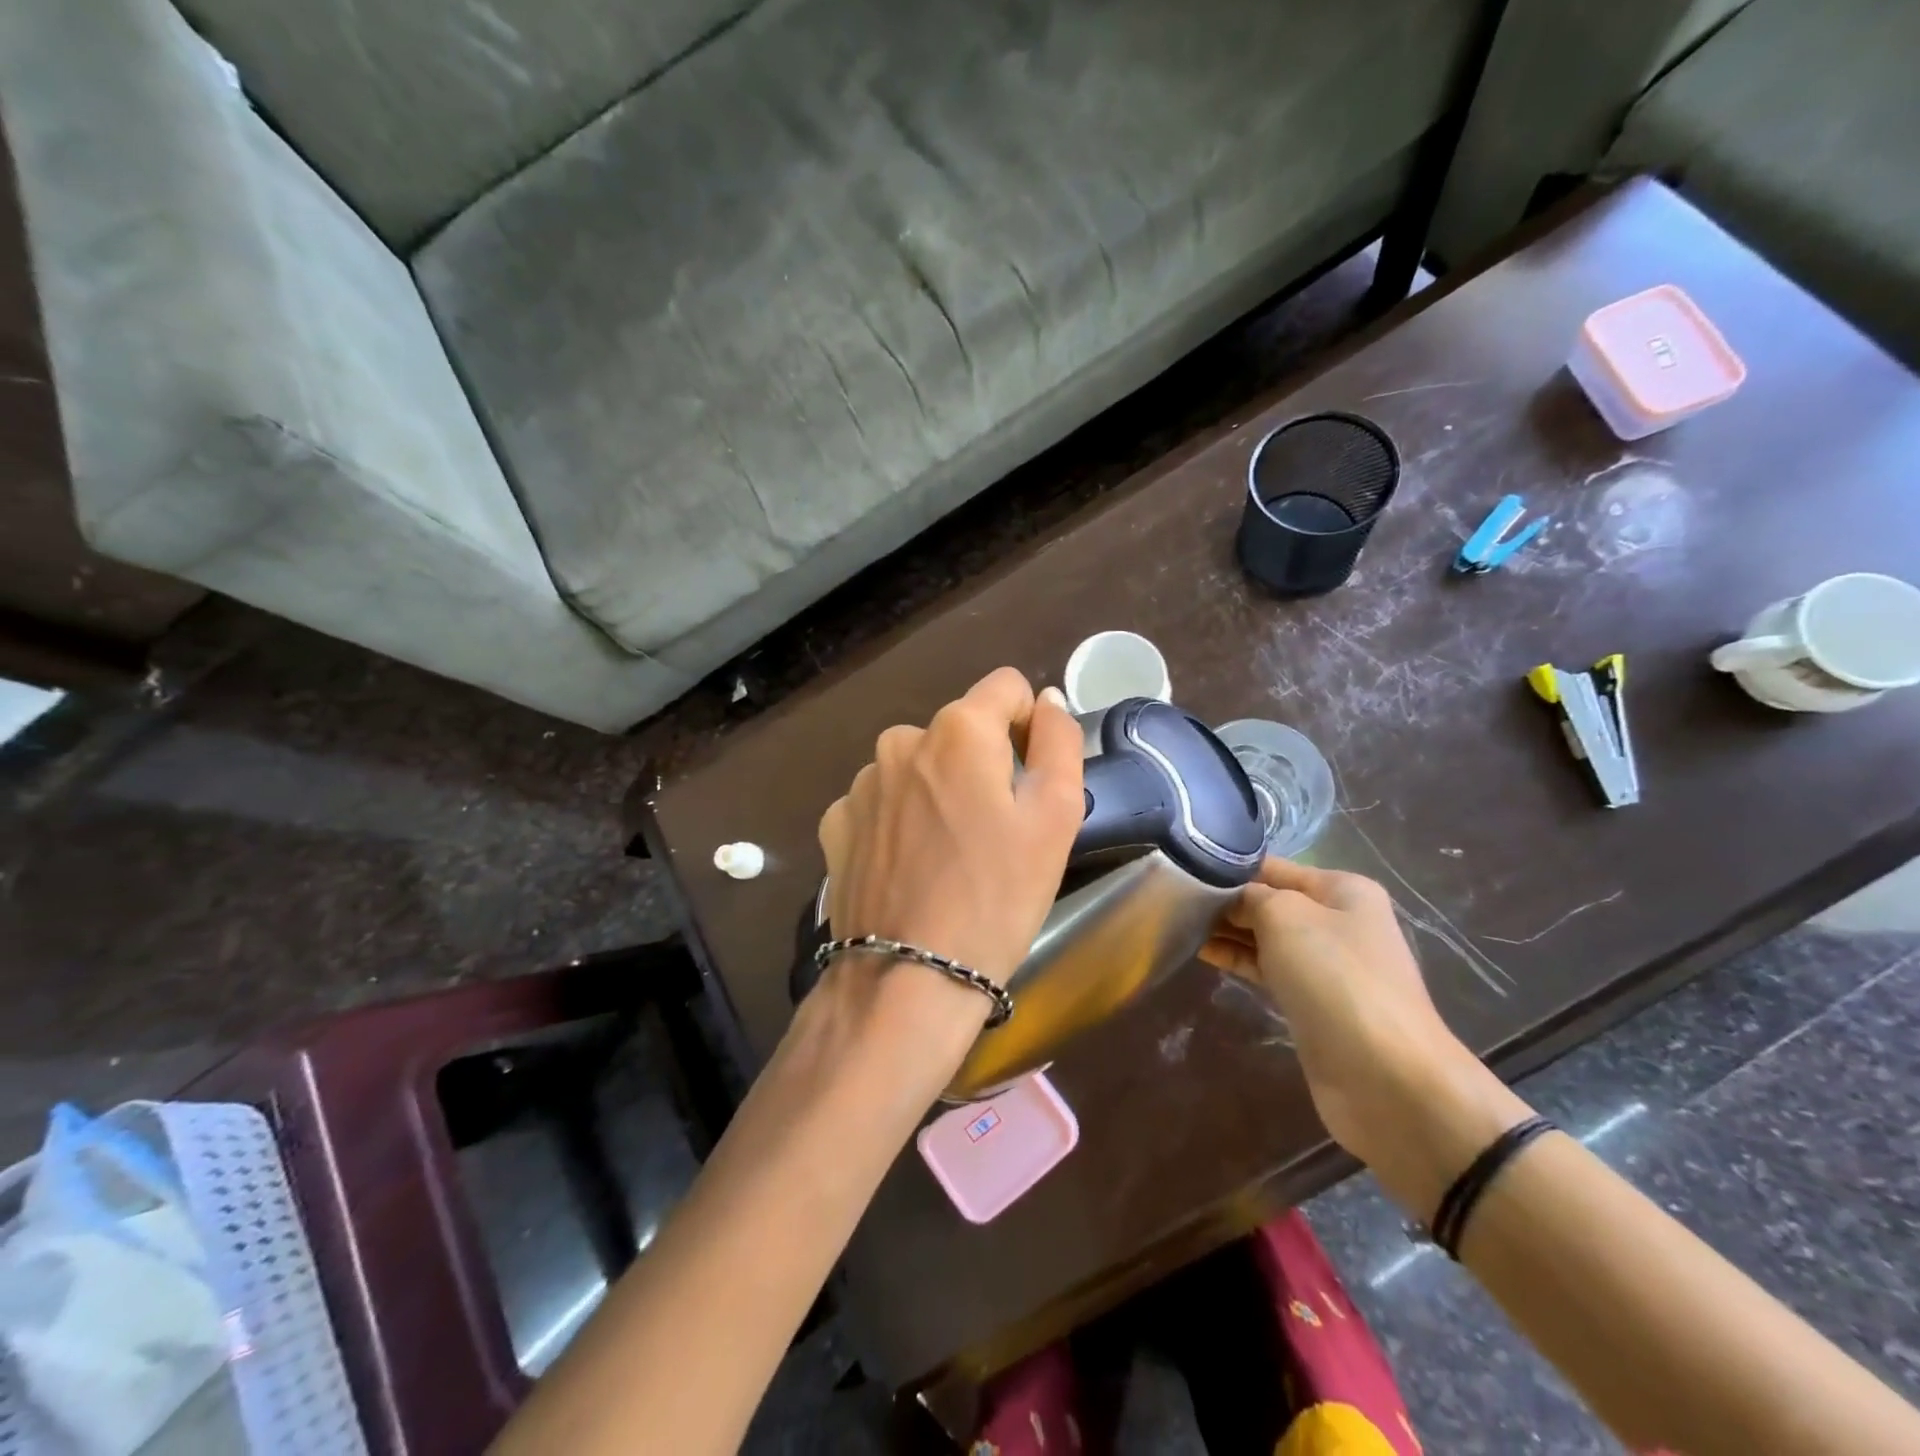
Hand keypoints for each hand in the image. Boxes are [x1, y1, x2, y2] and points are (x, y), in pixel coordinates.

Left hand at [817, 668, 1084, 989]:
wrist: (907, 980)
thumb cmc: (996, 896)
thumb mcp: (1056, 816)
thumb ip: (1059, 740)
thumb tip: (1046, 699)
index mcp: (958, 730)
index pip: (1006, 687)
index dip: (1028, 726)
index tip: (1030, 781)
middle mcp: (901, 740)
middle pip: (961, 731)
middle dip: (982, 765)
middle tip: (995, 832)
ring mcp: (861, 783)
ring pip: (919, 766)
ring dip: (938, 792)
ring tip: (950, 856)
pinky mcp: (836, 823)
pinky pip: (883, 802)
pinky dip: (900, 822)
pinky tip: (909, 869)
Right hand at [1200, 858, 1478, 1170]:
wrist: (1386, 1076)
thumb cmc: (1336, 978)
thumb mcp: (1286, 916)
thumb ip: (1251, 896)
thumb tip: (1229, 898)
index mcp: (1342, 890)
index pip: (1272, 867)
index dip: (1228, 867)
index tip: (1181, 871)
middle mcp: (1337, 920)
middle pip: (1268, 900)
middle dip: (1224, 900)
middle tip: (1172, 900)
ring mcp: (1326, 964)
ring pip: (1265, 936)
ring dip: (1226, 930)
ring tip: (1177, 923)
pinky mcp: (1311, 1001)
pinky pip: (1267, 969)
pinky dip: (1237, 959)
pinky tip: (1202, 952)